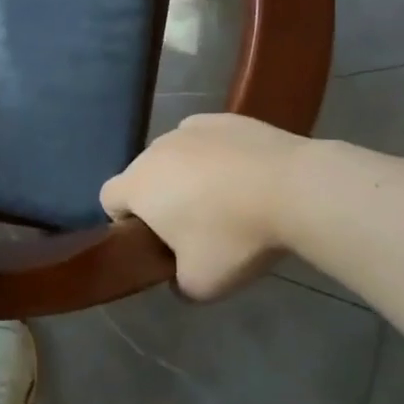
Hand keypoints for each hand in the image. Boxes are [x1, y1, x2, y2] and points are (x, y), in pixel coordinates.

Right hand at [100, 113, 309, 300]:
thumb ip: (178, 285)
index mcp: (137, 186)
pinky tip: (244, 175)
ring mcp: (188, 129)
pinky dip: (215, 156)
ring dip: (187, 175)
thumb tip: (178, 279)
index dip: (124, 222)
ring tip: (227, 200)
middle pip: (143, 176)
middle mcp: (154, 150)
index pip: (108, 199)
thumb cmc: (234, 236)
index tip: (156, 241)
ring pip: (175, 156)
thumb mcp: (201, 285)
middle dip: (160, 199)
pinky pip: (205, 140)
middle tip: (196, 227)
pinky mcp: (223, 118)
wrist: (295, 189)